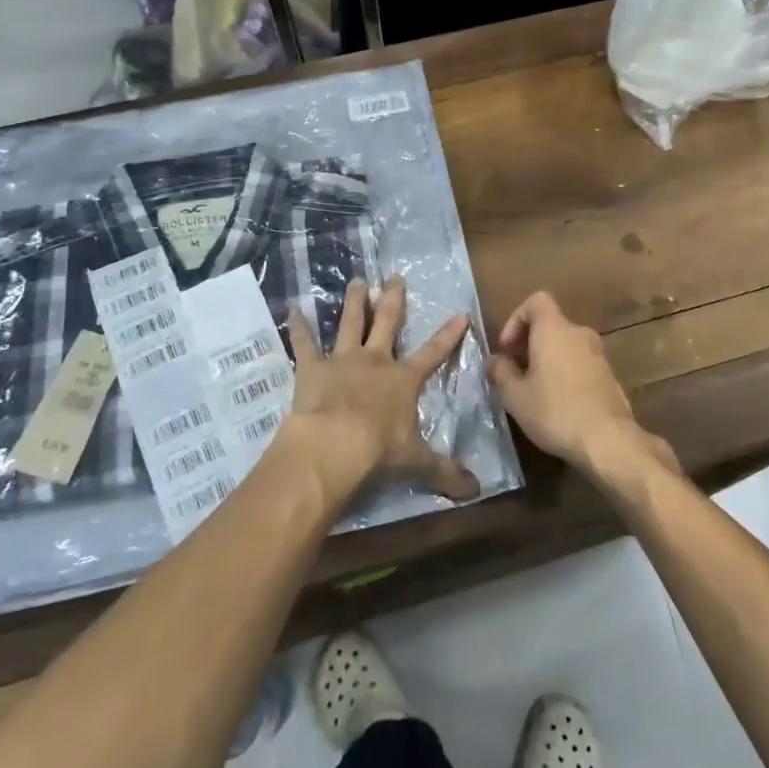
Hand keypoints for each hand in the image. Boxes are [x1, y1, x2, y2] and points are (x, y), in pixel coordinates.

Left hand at [281, 276, 479, 508]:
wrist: (334, 445)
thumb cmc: (379, 451)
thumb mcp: (417, 462)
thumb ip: (444, 471)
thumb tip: (477, 491)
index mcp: (403, 380)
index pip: (433, 353)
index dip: (448, 335)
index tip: (460, 313)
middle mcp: (375, 361)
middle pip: (388, 323)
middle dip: (394, 299)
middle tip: (394, 277)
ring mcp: (342, 360)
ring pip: (350, 323)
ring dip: (354, 302)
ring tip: (357, 281)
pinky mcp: (312, 368)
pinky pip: (303, 343)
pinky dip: (297, 326)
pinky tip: (291, 309)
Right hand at [486, 292, 676, 481]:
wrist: (608, 440)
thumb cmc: (555, 411)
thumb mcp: (515, 396)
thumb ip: (500, 372)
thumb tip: (494, 361)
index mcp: (554, 329)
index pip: (536, 301)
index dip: (516, 318)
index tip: (507, 348)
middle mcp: (578, 333)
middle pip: (550, 324)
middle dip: (529, 343)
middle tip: (515, 372)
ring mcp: (598, 353)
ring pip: (565, 345)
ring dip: (547, 359)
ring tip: (534, 390)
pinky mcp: (609, 375)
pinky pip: (580, 362)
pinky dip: (565, 372)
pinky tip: (558, 402)